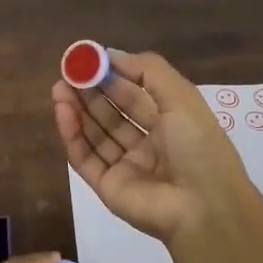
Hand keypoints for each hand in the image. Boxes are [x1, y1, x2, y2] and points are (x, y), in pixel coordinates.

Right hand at [51, 48, 254, 242]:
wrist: (203, 208)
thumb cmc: (198, 147)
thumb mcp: (182, 97)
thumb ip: (148, 71)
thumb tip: (111, 54)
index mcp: (170, 123)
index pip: (134, 95)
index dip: (111, 76)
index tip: (87, 59)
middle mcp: (147, 144)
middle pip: (111, 113)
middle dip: (89, 92)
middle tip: (67, 73)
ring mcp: (125, 166)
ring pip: (95, 134)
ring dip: (77, 110)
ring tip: (59, 88)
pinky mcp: (107, 186)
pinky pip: (85, 157)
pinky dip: (72, 134)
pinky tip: (63, 112)